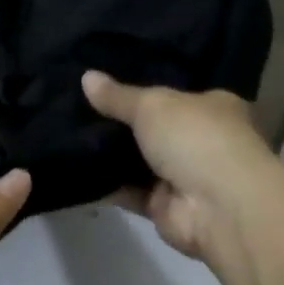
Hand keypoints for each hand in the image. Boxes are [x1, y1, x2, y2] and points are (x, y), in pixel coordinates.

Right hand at [83, 70, 274, 259]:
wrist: (217, 207)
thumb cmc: (195, 138)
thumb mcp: (152, 104)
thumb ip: (118, 96)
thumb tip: (86, 77)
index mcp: (213, 107)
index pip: (176, 94)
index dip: (143, 88)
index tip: (106, 82)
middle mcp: (202, 141)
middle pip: (154, 128)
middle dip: (120, 122)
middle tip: (77, 107)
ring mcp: (183, 176)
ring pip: (138, 161)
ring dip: (109, 154)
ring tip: (66, 133)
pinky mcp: (164, 207)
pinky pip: (128, 191)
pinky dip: (105, 184)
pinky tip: (73, 168)